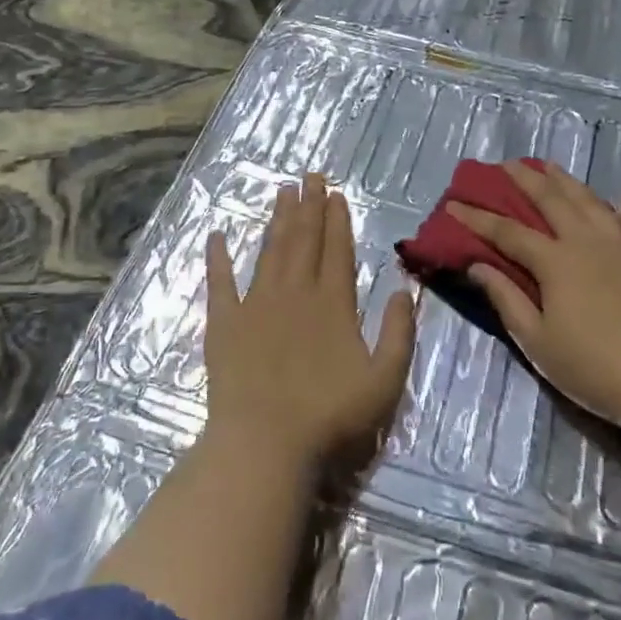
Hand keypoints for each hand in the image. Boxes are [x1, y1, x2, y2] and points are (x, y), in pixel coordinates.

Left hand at [204, 173, 416, 472]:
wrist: (265, 444)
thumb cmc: (330, 417)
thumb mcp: (384, 380)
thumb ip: (398, 332)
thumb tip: (403, 289)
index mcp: (333, 303)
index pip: (337, 250)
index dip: (338, 220)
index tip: (336, 194)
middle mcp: (295, 292)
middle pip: (304, 240)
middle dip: (309, 206)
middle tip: (310, 176)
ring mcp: (256, 305)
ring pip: (270, 251)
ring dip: (277, 220)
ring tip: (282, 191)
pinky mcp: (225, 323)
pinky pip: (220, 283)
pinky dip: (218, 258)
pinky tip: (217, 235)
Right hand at [447, 160, 620, 436]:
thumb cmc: (594, 368)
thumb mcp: (538, 342)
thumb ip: (506, 299)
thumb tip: (477, 265)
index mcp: (555, 261)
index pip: (507, 232)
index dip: (477, 217)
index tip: (453, 204)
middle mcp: (588, 241)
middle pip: (551, 200)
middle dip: (524, 180)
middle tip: (505, 165)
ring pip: (591, 202)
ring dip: (567, 182)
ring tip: (550, 167)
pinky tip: (619, 205)